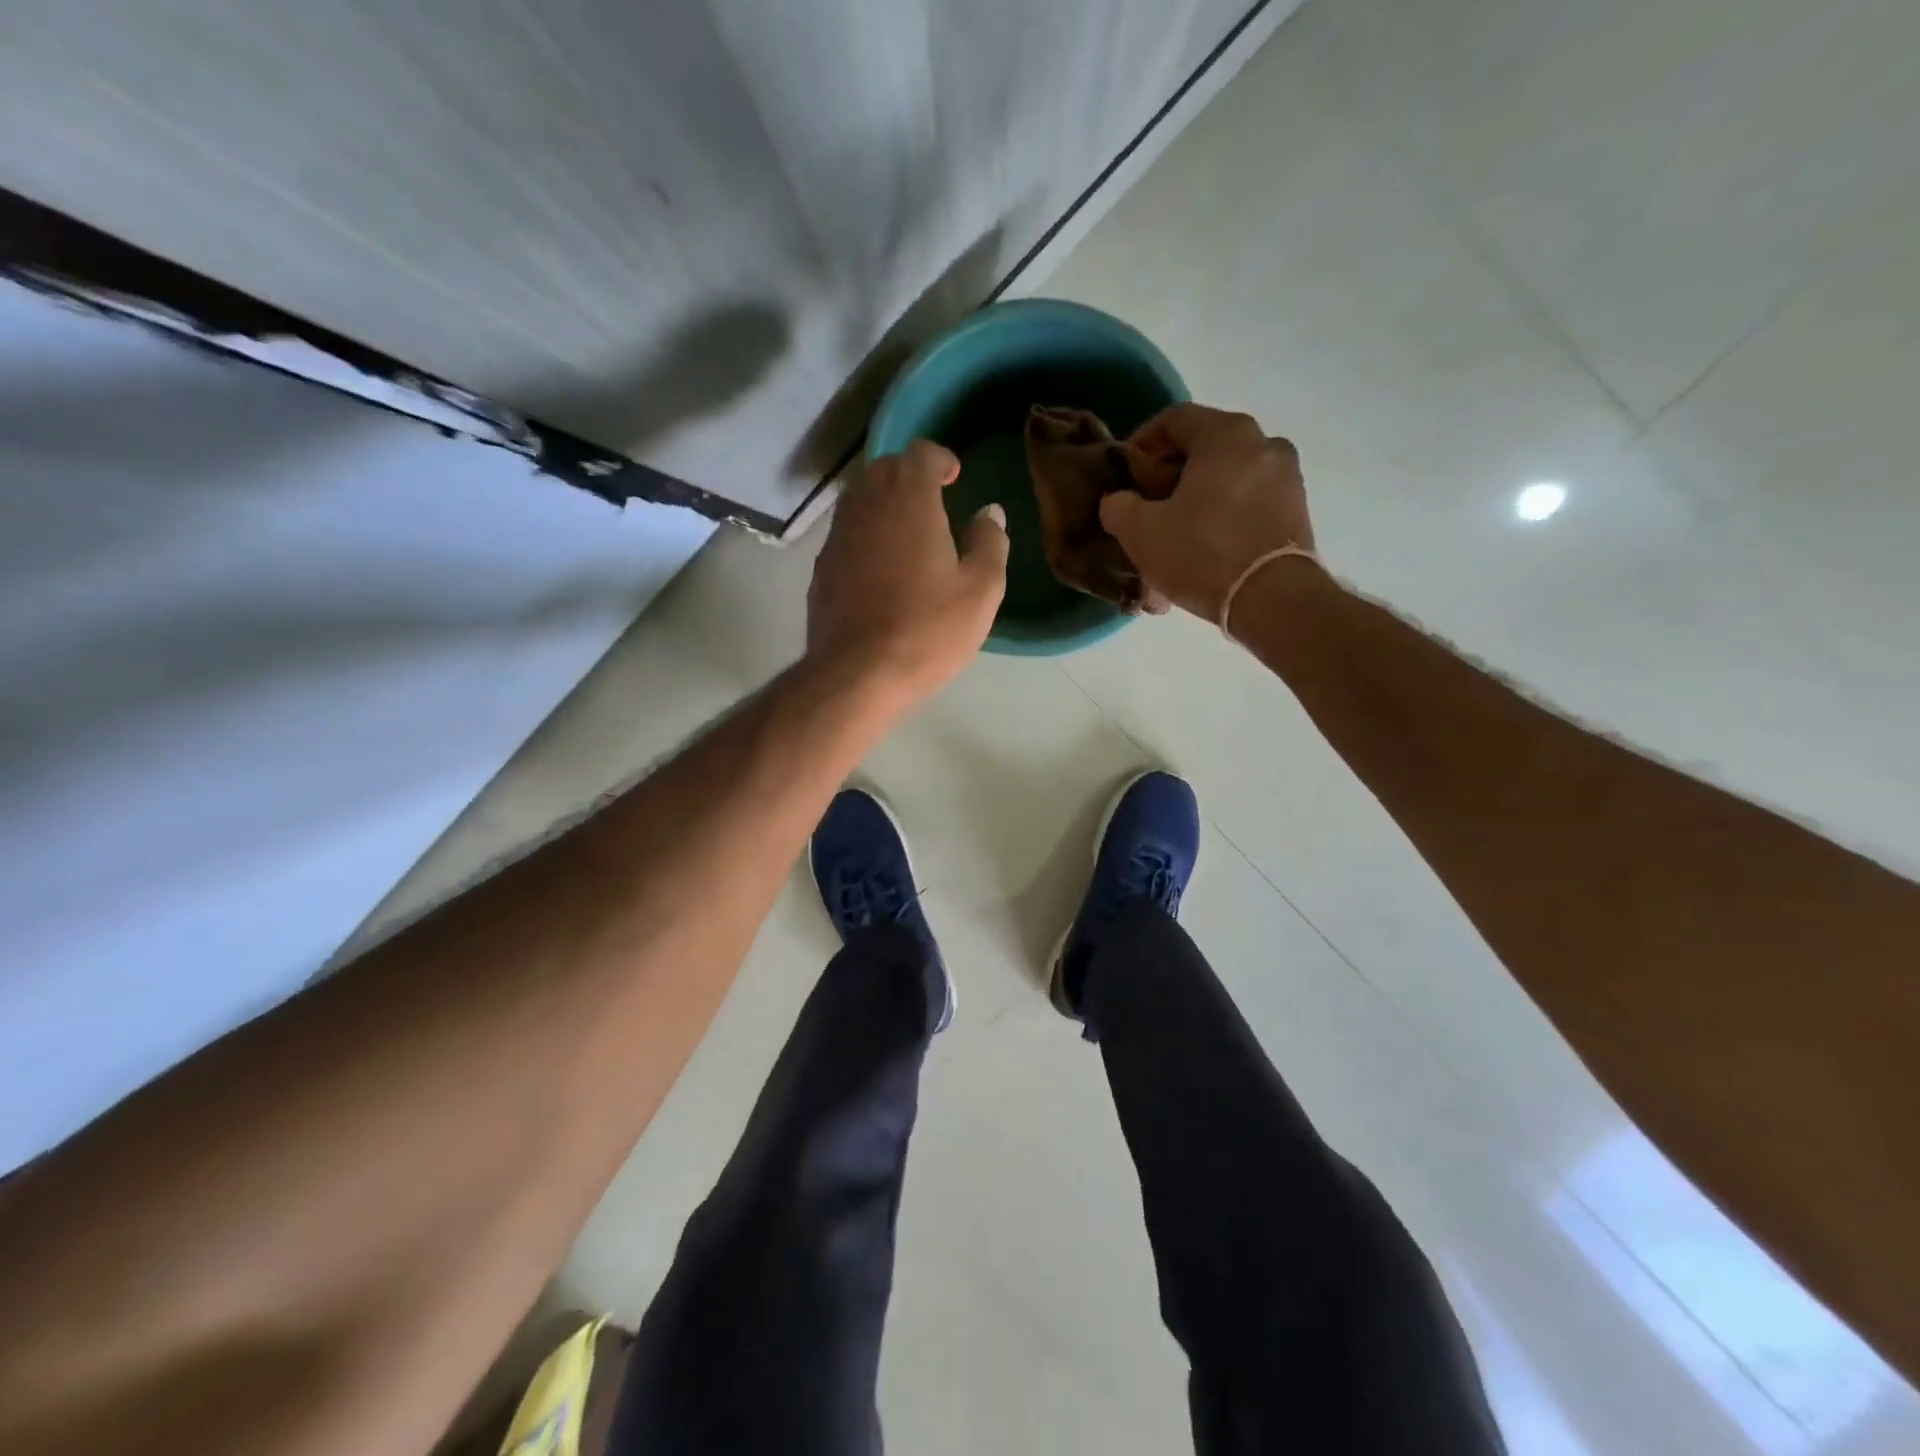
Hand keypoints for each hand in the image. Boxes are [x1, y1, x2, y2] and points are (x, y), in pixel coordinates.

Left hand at [808, 439, 1008, 702]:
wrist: (857, 674)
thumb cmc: (928, 630)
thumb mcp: (981, 590)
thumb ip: (989, 543)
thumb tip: (989, 513)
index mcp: (909, 500)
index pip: (919, 453)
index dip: (939, 459)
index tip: (954, 478)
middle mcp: (865, 506)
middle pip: (884, 469)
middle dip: (909, 476)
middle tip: (933, 501)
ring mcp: (837, 537)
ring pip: (859, 500)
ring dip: (884, 503)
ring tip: (907, 532)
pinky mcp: (822, 568)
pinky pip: (846, 534)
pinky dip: (865, 535)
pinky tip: (880, 567)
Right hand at [1100, 404, 1314, 620]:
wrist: (1272, 599)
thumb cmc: (1202, 553)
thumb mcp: (1140, 532)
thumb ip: (1119, 506)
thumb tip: (1118, 500)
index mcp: (1226, 434)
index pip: (1175, 419)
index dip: (1143, 442)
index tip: (1127, 473)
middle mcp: (1263, 444)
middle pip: (1205, 449)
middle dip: (1171, 475)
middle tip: (1149, 506)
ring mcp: (1287, 478)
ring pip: (1228, 479)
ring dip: (1198, 499)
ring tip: (1176, 535)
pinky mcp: (1297, 511)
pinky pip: (1249, 504)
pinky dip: (1224, 518)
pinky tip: (1205, 550)